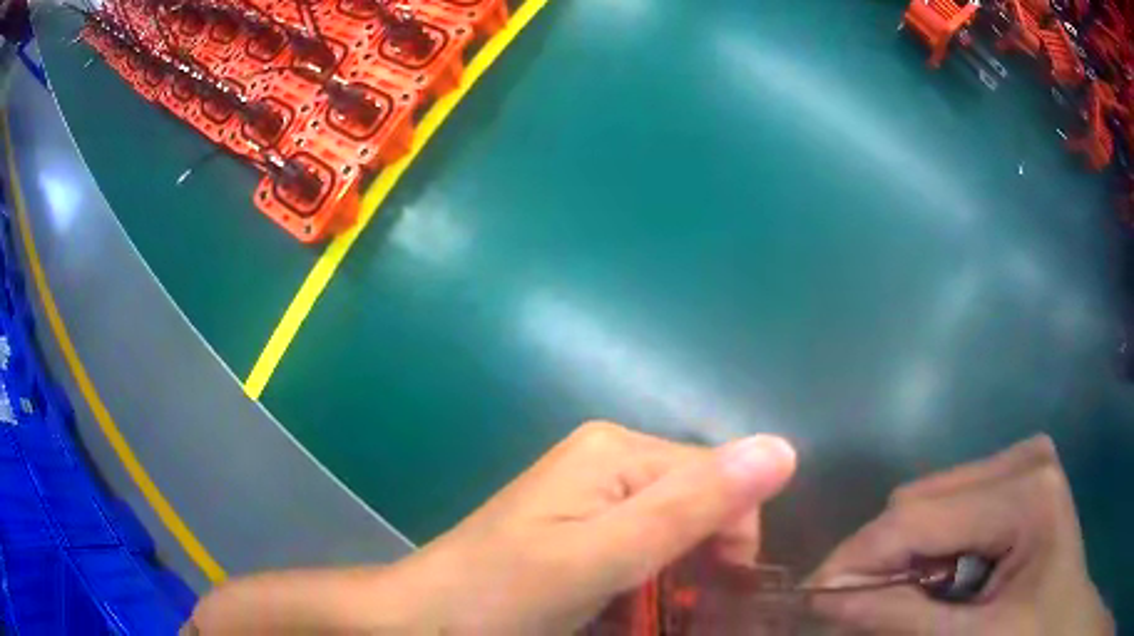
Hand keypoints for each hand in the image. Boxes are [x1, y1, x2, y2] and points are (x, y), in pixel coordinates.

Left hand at [188, 421, 795, 633]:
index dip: (731, 537)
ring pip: (671, 530)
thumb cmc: (506, 592)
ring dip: (671, 576)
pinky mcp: (578, 524)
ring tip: (641, 615)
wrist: (427, 617)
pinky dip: (644, 580)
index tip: (710, 595)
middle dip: (698, 559)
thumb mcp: (604, 558)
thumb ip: (691, 507)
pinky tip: (621, 607)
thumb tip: (783, 448)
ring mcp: (589, 492)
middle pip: (696, 504)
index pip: (720, 478)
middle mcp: (608, 459)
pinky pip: (639, 545)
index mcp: (618, 450)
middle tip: (669, 612)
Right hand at [807, 435, 1112, 634]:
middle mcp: (1024, 458)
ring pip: (929, 503)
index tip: (808, 602)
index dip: (856, 561)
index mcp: (1026, 492)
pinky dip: (927, 552)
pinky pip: (951, 508)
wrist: (1060, 623)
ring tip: (902, 603)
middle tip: (856, 611)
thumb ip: (903, 621)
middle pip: (920, 502)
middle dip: (880, 562)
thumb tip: (827, 600)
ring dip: (902, 558)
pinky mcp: (1018, 479)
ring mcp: (1023, 462)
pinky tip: (937, 583)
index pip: (917, 516)